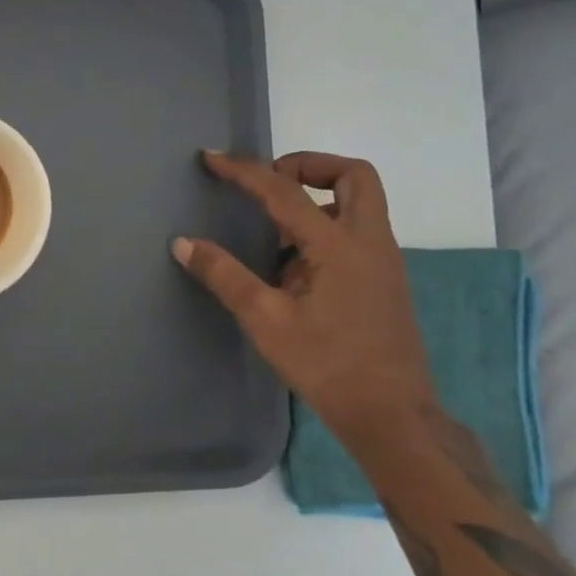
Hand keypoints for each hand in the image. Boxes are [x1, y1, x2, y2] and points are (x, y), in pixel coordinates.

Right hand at [173, 151, 436, 447]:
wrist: (392, 416)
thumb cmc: (327, 365)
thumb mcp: (265, 320)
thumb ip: (224, 275)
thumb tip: (183, 243)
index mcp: (340, 246)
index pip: (286, 192)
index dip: (245, 170)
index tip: (212, 159)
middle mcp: (369, 242)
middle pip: (353, 175)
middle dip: (307, 166)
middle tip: (269, 183)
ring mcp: (382, 261)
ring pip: (359, 201)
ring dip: (317, 194)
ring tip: (272, 224)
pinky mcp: (382, 280)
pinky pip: (355, 229)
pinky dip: (323, 224)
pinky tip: (291, 262)